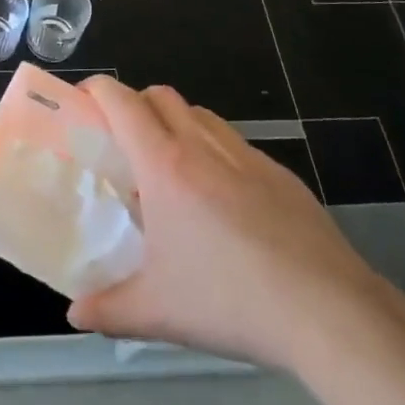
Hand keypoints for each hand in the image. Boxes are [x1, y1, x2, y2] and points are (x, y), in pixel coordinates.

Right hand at [66, 79, 404, 369]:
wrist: (328, 311)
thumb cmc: (230, 300)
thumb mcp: (157, 311)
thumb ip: (107, 310)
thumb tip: (76, 313)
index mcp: (165, 164)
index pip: (121, 101)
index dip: (96, 90)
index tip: (81, 104)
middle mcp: (203, 146)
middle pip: (160, 95)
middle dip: (134, 104)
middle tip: (121, 144)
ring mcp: (247, 156)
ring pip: (200, 114)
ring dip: (175, 123)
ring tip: (170, 170)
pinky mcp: (281, 174)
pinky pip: (235, 143)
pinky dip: (213, 150)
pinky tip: (221, 201)